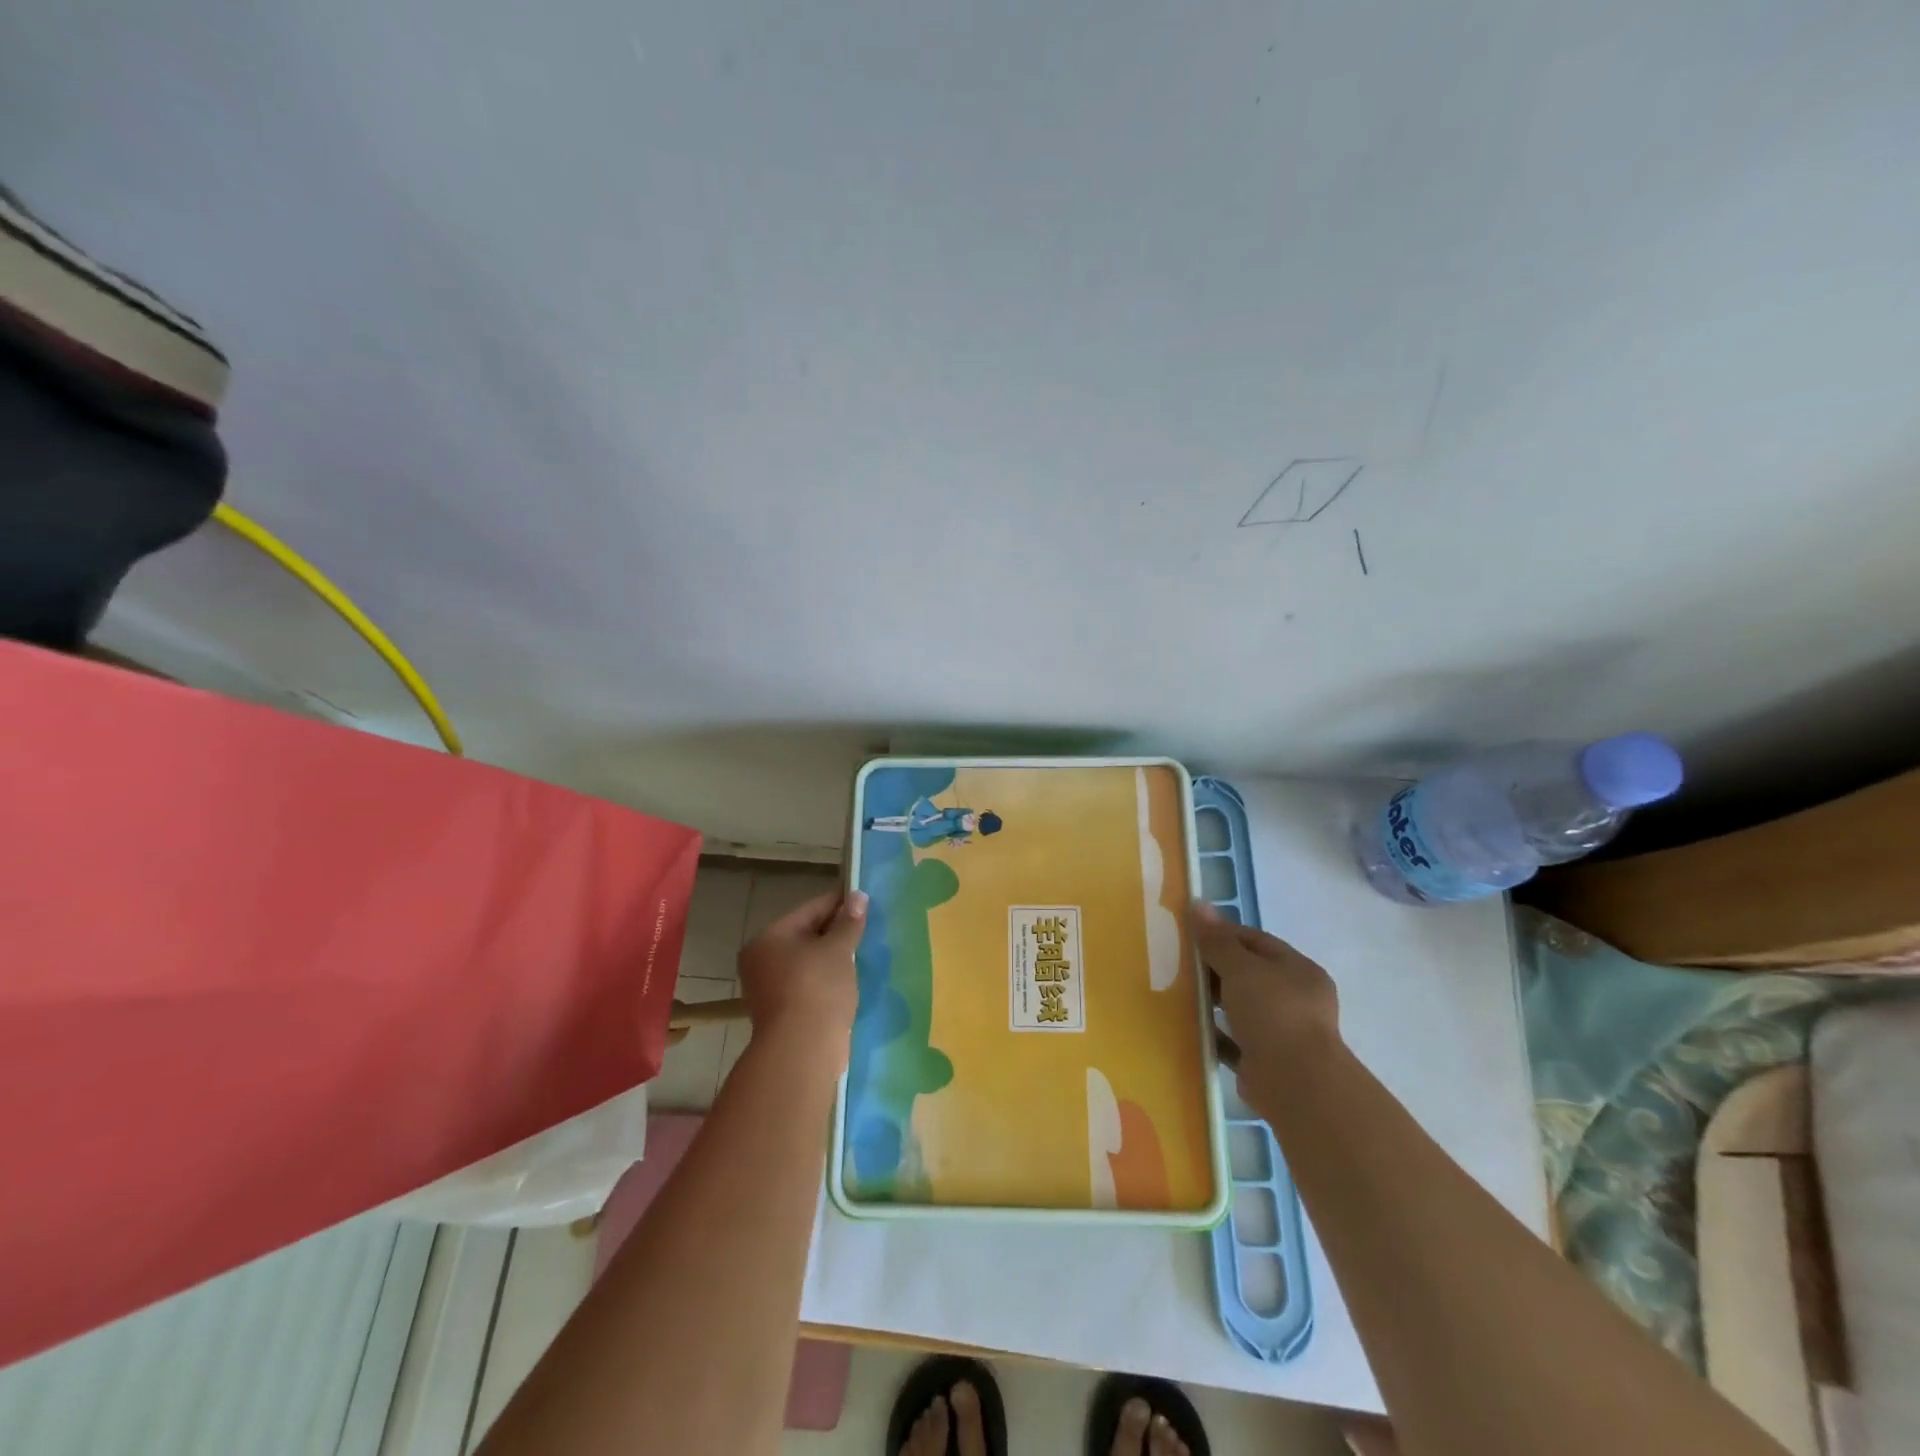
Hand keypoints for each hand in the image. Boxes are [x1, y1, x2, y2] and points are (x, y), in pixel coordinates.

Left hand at [736, 889, 866, 1061]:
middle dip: (837, 932)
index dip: (840, 903)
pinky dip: (828, 980)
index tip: (865, 899)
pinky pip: (810, 985)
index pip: (810, 909)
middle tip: (869, 927)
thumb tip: (858, 897)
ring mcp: (770, 988)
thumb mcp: (838, 949)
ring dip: (833, 958)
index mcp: (769, 938)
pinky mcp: (784, 1012)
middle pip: (807, 935)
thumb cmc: (817, 989)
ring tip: (864, 952)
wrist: (802, 1051)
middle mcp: (762, 960)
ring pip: (809, 962)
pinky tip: (851, 979)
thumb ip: (848, 922)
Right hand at [1191, 901, 1340, 1094]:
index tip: (1191, 936)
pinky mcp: (1267, 1062)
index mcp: (1298, 970)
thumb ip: (1217, 940)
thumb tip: (1198, 903)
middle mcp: (1296, 999)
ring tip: (1179, 994)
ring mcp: (1284, 1033)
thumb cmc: (1273, 1013)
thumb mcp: (1241, 968)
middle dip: (1216, 969)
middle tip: (1180, 964)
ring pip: (1241, 1008)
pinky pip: (1235, 1041)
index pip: (1257, 941)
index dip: (1223, 935)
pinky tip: (1190, 1028)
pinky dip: (1215, 1034)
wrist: (1295, 1084)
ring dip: (1214, 1002)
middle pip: (1249, 975)